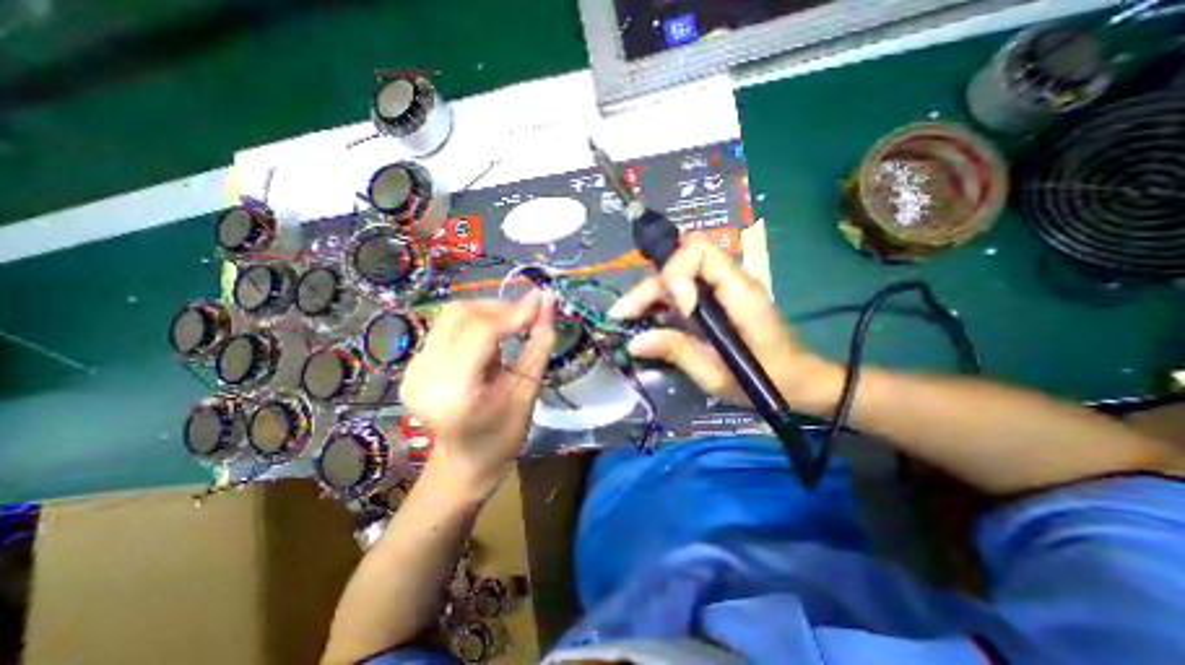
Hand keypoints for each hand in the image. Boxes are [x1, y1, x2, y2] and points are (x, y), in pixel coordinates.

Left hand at [403, 291, 556, 498]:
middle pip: (462, 315)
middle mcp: (423, 375)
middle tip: (530, 314)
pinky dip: (476, 321)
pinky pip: (448, 325)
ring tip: (514, 325)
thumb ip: (539, 343)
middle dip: (501, 308)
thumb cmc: (503, 435)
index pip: (482, 332)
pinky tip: (493, 337)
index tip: (543, 300)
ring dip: (489, 312)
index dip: (515, 312)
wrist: (466, 461)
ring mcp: (414, 367)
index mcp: (453, 392)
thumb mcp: (528, 391)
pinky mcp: (415, 362)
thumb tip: (549, 300)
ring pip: (453, 315)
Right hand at [610, 231, 840, 413]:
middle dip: (648, 289)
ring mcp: (723, 289)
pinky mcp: (718, 299)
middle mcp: (730, 281)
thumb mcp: (718, 375)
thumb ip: (677, 352)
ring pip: (677, 275)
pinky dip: (661, 303)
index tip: (677, 310)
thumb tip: (634, 342)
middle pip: (679, 263)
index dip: (677, 274)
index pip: (698, 250)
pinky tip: (646, 321)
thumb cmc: (769, 380)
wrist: (802, 379)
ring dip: (649, 296)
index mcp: (739, 292)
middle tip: (622, 317)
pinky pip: (683, 290)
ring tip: (626, 321)